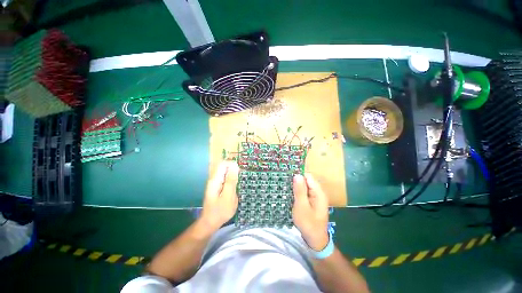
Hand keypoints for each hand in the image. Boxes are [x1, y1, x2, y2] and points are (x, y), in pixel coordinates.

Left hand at [200, 161, 239, 231]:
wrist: (210, 223)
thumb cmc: (220, 211)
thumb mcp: (228, 196)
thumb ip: (231, 180)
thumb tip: (234, 166)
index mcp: (215, 180)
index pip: (223, 163)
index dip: (233, 165)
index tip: (239, 172)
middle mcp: (214, 179)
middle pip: (224, 167)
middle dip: (234, 171)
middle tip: (239, 182)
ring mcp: (215, 183)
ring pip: (226, 173)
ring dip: (233, 177)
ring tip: (237, 187)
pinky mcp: (218, 187)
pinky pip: (225, 179)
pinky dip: (231, 181)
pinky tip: (234, 189)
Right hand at [292, 174, 329, 250]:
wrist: (315, 240)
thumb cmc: (308, 223)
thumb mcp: (302, 206)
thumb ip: (300, 190)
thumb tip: (297, 175)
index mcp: (318, 192)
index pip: (308, 176)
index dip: (298, 175)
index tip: (287, 176)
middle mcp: (319, 193)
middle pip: (306, 181)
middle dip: (296, 181)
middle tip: (285, 183)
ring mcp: (316, 197)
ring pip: (305, 186)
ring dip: (296, 187)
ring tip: (286, 188)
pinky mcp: (313, 201)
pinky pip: (305, 192)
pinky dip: (298, 192)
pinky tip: (291, 195)